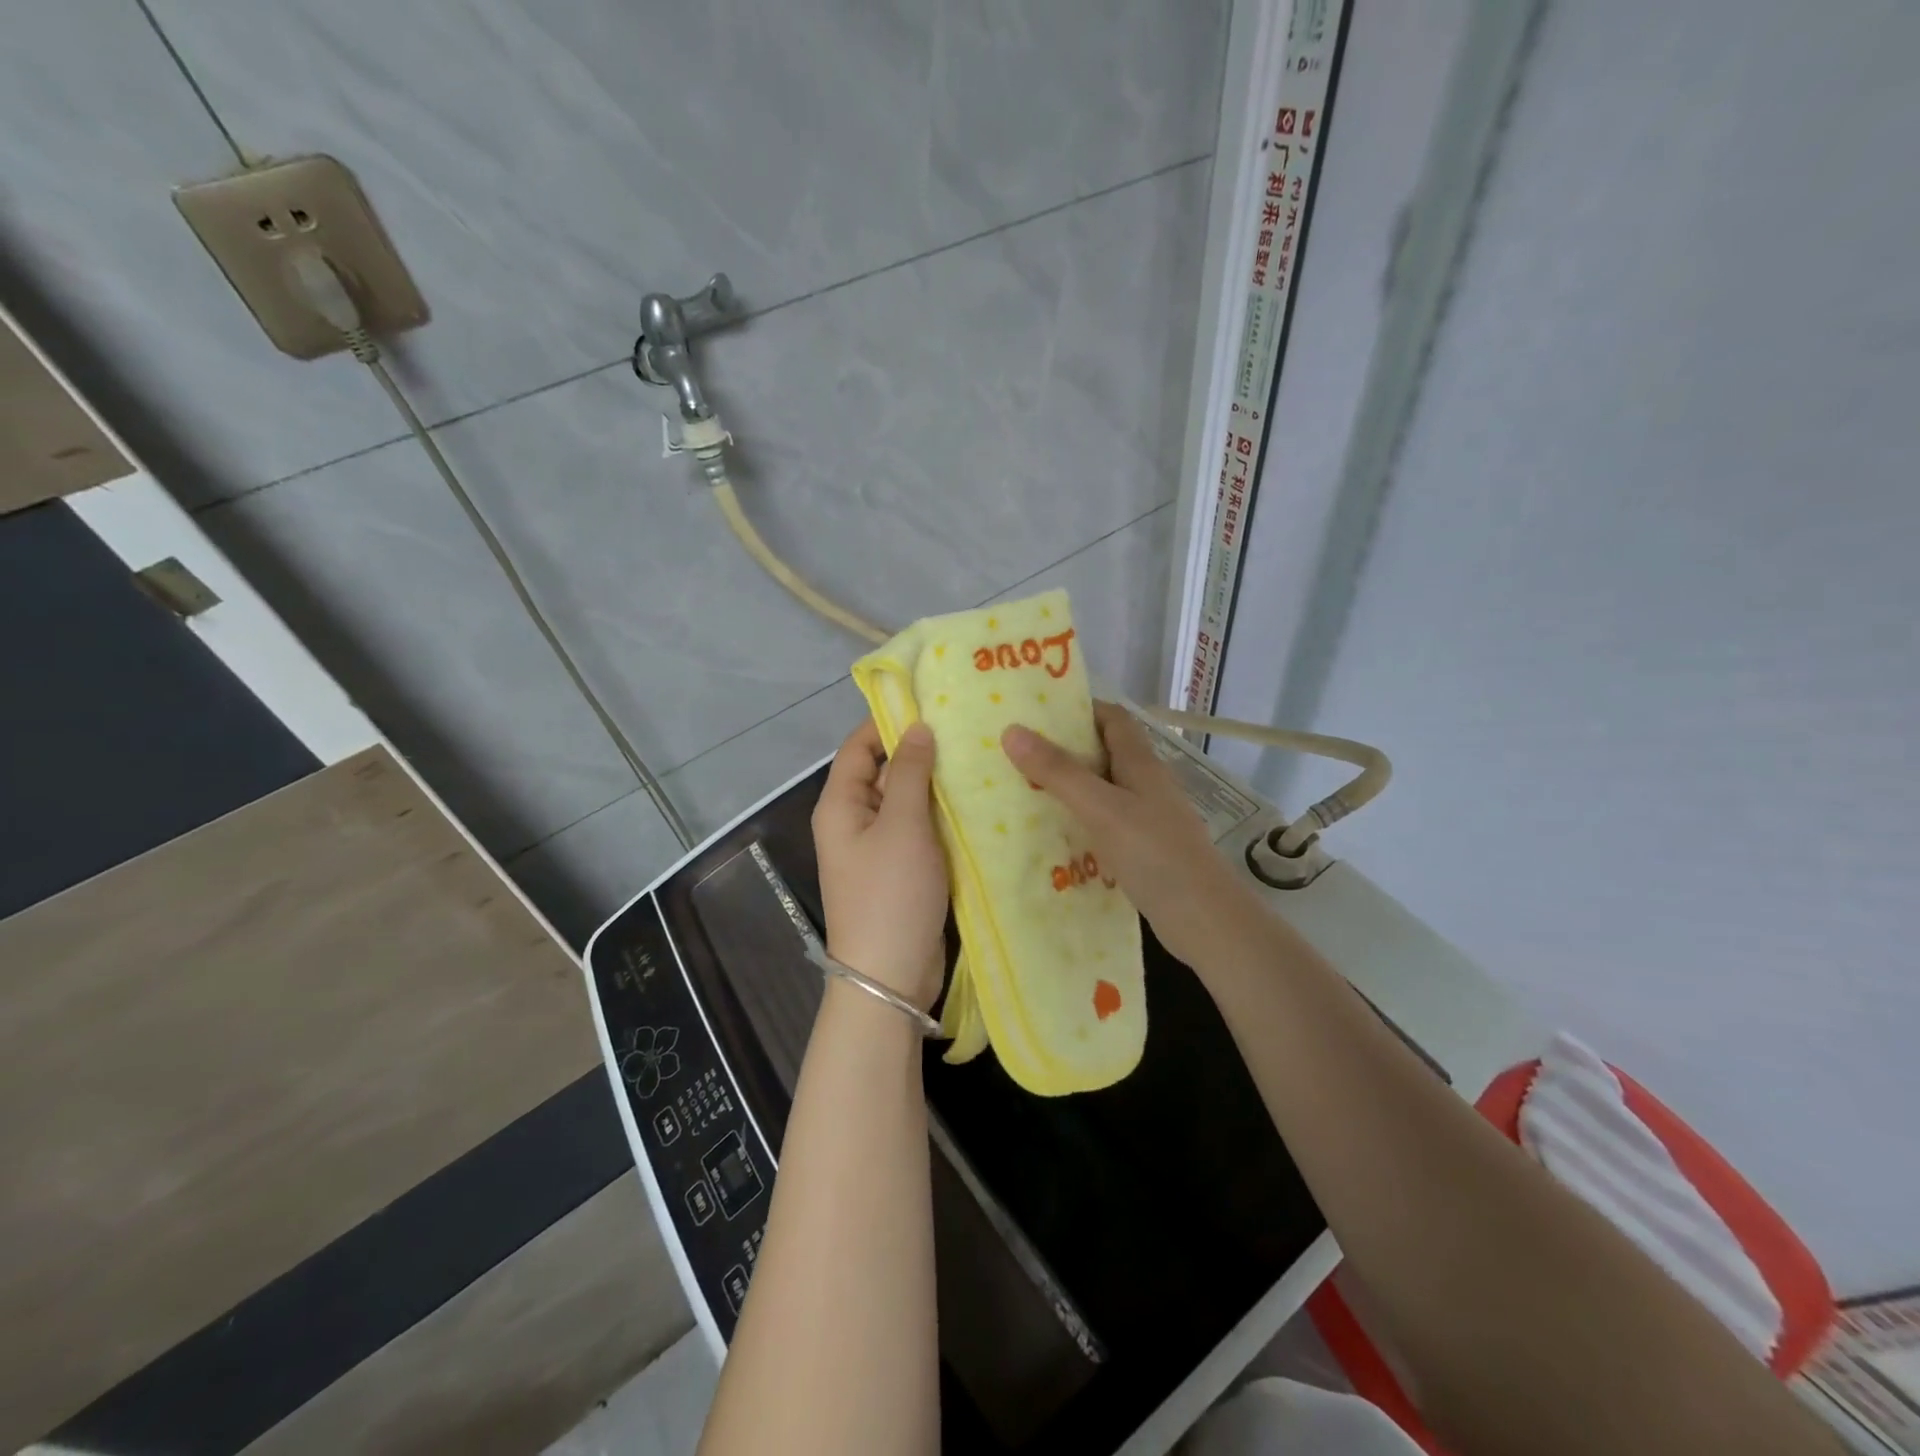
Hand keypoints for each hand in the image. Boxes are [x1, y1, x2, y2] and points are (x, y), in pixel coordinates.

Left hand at [811, 719, 949, 1010]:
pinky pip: (920, 831)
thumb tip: (917, 728)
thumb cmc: (891, 893)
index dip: (888, 722)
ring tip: (980, 760)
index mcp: (841, 805)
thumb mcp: (903, 826)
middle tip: (968, 732)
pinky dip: (941, 817)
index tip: (930, 703)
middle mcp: (854, 822)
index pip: (858, 747)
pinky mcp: (902, 871)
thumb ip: (911, 773)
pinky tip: (976, 804)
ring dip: (935, 786)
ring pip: (907, 803)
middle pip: (884, 773)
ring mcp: (878, 849)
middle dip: (920, 753)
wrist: (890, 977)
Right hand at [1002, 701, 1258, 965]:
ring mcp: (1147, 819)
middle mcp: (1146, 785)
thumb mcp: (1101, 808)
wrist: (1204, 920)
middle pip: (1103, 754)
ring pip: (1102, 792)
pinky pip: (1104, 825)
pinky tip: (1052, 837)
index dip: (1079, 710)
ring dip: (1069, 789)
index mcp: (1141, 764)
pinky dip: (1079, 824)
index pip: (1112, 719)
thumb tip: (1012, 731)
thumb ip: (1058, 772)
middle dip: (1064, 750)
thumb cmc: (1155, 854)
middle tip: (1017, 754)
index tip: (1036, 714)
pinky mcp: (1143, 851)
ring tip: (1022, 792)